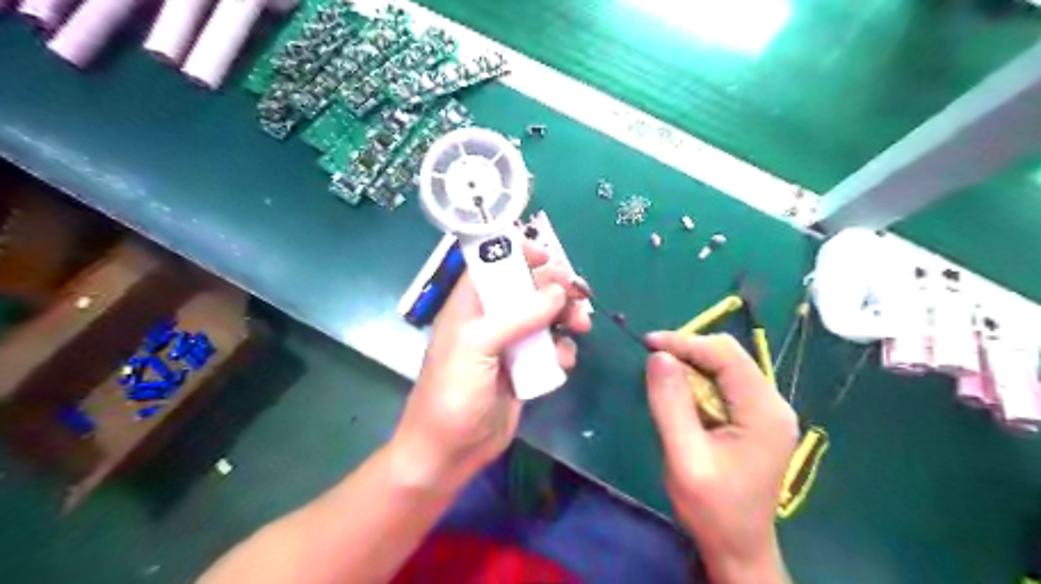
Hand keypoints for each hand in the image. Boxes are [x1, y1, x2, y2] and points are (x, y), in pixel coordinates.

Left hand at [389, 242, 589, 491]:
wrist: (451, 452)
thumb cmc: (453, 393)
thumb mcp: (478, 346)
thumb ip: (518, 316)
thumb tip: (558, 292)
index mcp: (470, 305)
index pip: (493, 263)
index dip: (519, 253)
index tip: (549, 257)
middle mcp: (491, 319)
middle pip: (528, 288)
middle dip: (555, 288)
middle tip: (580, 295)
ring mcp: (510, 344)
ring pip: (546, 317)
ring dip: (567, 317)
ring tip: (581, 326)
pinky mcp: (525, 368)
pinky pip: (552, 348)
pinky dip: (563, 350)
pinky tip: (564, 362)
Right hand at [644, 330, 798, 582]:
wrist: (738, 548)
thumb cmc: (712, 509)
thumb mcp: (684, 457)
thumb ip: (671, 404)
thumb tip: (658, 356)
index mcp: (764, 411)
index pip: (725, 355)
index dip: (685, 342)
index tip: (647, 344)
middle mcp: (773, 404)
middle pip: (730, 356)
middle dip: (688, 351)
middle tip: (652, 360)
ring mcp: (768, 411)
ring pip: (727, 367)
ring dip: (692, 365)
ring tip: (661, 376)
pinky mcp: (758, 419)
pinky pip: (727, 384)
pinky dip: (700, 381)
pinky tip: (681, 394)